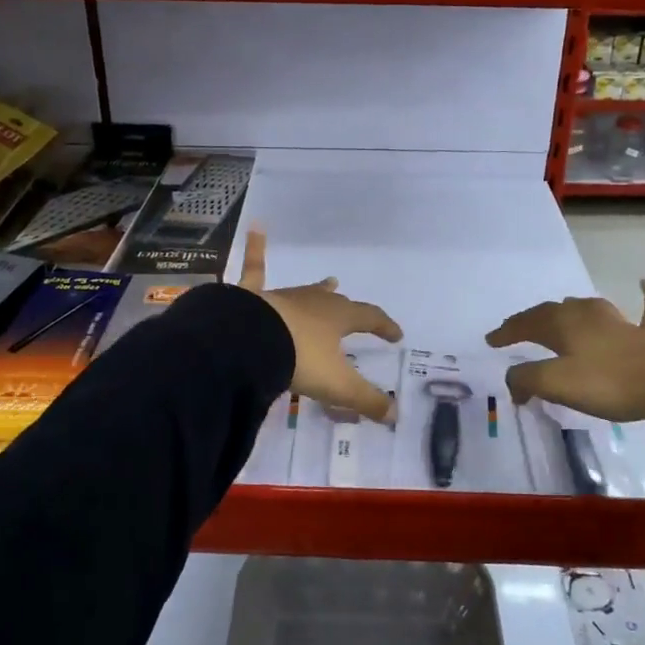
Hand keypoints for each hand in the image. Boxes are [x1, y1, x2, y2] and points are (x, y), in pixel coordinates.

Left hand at [237, 230, 403, 422]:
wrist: (248, 342)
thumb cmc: (298, 360)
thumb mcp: (336, 385)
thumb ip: (365, 400)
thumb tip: (395, 416)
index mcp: (338, 318)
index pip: (370, 318)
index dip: (384, 326)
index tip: (396, 335)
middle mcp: (314, 302)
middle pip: (336, 303)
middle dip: (348, 308)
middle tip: (353, 309)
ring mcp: (282, 296)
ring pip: (305, 290)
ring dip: (317, 290)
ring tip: (327, 282)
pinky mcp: (252, 295)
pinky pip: (255, 268)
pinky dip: (255, 249)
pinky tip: (256, 227)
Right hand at [487, 279, 644, 431]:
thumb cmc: (606, 382)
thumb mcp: (555, 383)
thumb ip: (527, 379)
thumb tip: (514, 381)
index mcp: (562, 325)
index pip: (526, 323)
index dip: (507, 332)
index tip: (491, 341)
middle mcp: (587, 315)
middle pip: (554, 312)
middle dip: (533, 320)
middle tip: (519, 331)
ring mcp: (620, 321)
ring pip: (589, 308)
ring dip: (571, 310)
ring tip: (561, 314)